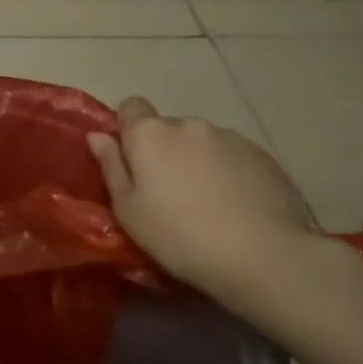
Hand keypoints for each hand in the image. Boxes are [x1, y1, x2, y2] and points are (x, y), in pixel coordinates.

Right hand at [87, 97, 336, 302]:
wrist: (264, 257)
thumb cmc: (180, 236)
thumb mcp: (129, 211)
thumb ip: (111, 167)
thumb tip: (98, 136)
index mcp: (150, 134)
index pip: (130, 106)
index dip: (128, 129)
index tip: (132, 161)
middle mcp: (189, 125)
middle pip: (168, 128)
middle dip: (166, 151)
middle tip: (170, 193)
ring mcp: (230, 137)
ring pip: (202, 143)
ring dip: (199, 161)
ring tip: (209, 203)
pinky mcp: (263, 155)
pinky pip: (234, 157)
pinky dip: (230, 173)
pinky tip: (238, 207)